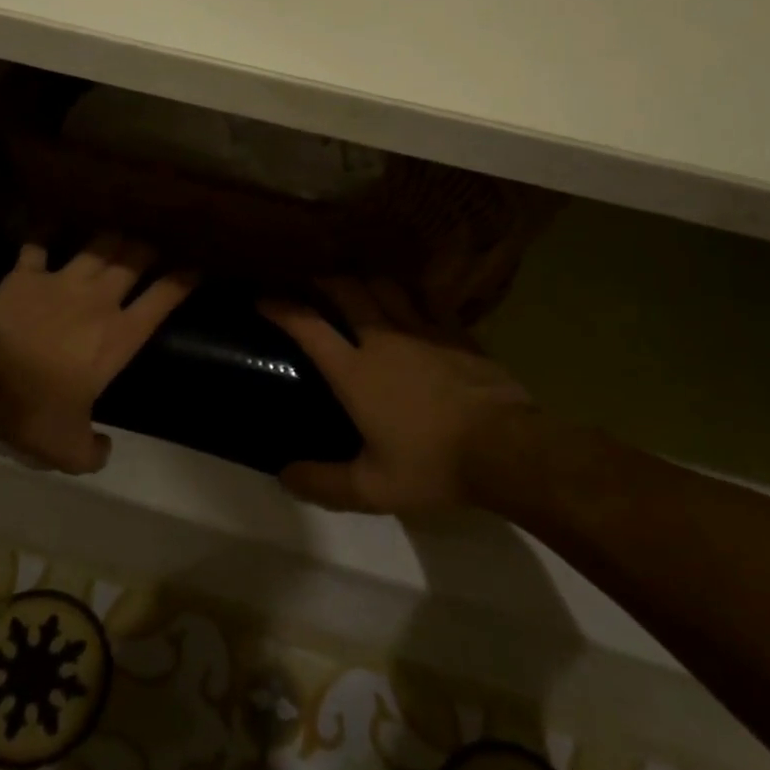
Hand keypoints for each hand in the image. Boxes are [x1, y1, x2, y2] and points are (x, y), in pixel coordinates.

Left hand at [0, 238, 194, 473]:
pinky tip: (45, 224)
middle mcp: (97, 300)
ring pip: (95, 247)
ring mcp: (60, 282)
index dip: (181, 282)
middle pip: (132, 261)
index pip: (161, 301)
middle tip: (152, 246)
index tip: (193, 269)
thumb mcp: (68, 449)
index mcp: (117, 337)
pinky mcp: (24, 276)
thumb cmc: (33, 413)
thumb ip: (92, 451)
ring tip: (115, 232)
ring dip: (108, 239)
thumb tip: (102, 450)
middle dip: (147, 249)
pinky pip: (36, 245)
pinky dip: (42, 233)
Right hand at [261, 279, 538, 513]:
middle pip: (345, 290)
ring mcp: (422, 329)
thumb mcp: (372, 489)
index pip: (308, 327)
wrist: (506, 449)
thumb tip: (284, 476)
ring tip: (356, 285)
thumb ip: (324, 483)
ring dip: (364, 280)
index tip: (263, 298)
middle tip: (310, 282)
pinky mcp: (456, 332)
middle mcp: (383, 338)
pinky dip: (411, 292)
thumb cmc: (433, 466)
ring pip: (385, 286)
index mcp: (355, 371)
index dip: (281, 308)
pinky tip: (411, 297)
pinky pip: (428, 299)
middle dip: (322, 280)